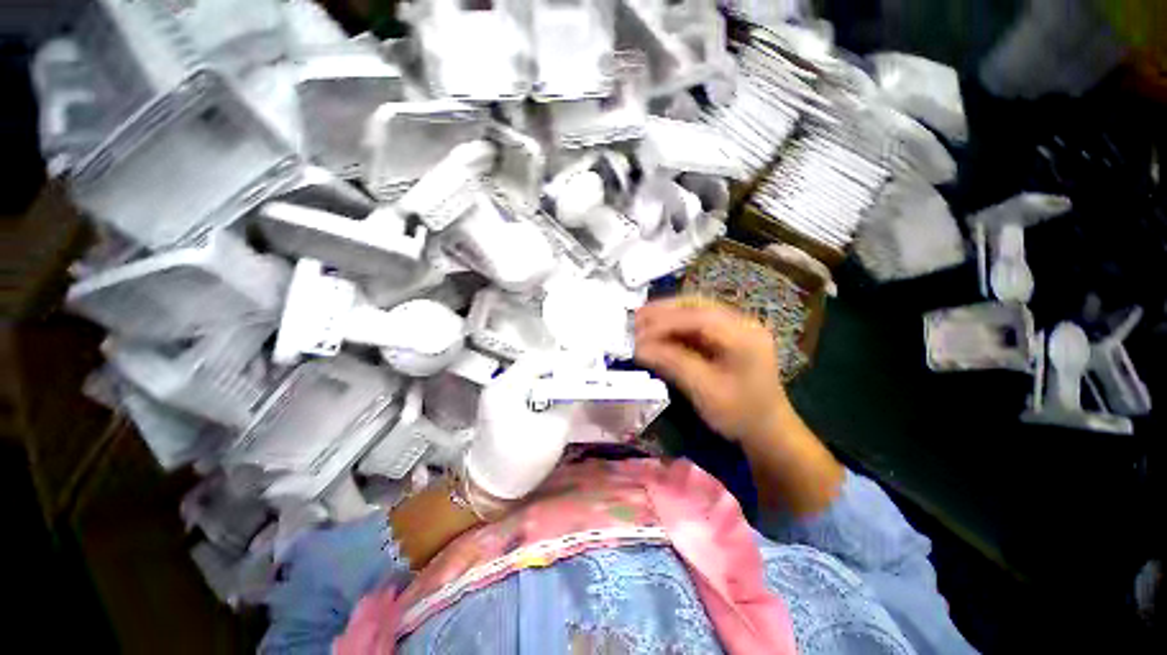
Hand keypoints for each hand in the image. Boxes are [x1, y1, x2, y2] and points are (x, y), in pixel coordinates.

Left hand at [463, 356, 575, 500]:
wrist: (488, 491)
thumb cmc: (521, 462)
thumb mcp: (553, 432)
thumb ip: (568, 404)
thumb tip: (579, 387)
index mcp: (505, 389)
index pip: (537, 361)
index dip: (563, 360)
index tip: (586, 362)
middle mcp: (497, 386)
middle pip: (531, 365)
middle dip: (558, 366)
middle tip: (582, 369)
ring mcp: (496, 395)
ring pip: (528, 375)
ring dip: (551, 376)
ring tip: (574, 378)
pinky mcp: (500, 405)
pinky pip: (524, 387)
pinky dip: (542, 386)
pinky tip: (557, 392)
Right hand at [636, 298, 843, 513]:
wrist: (767, 430)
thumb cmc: (739, 414)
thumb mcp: (704, 390)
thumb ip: (671, 363)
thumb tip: (638, 347)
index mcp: (743, 336)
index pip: (698, 318)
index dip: (664, 322)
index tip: (637, 332)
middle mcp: (741, 323)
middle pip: (696, 306)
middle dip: (663, 311)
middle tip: (634, 319)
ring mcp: (735, 327)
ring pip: (694, 311)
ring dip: (666, 315)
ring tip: (640, 322)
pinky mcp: (727, 335)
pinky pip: (696, 323)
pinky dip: (674, 326)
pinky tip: (658, 332)